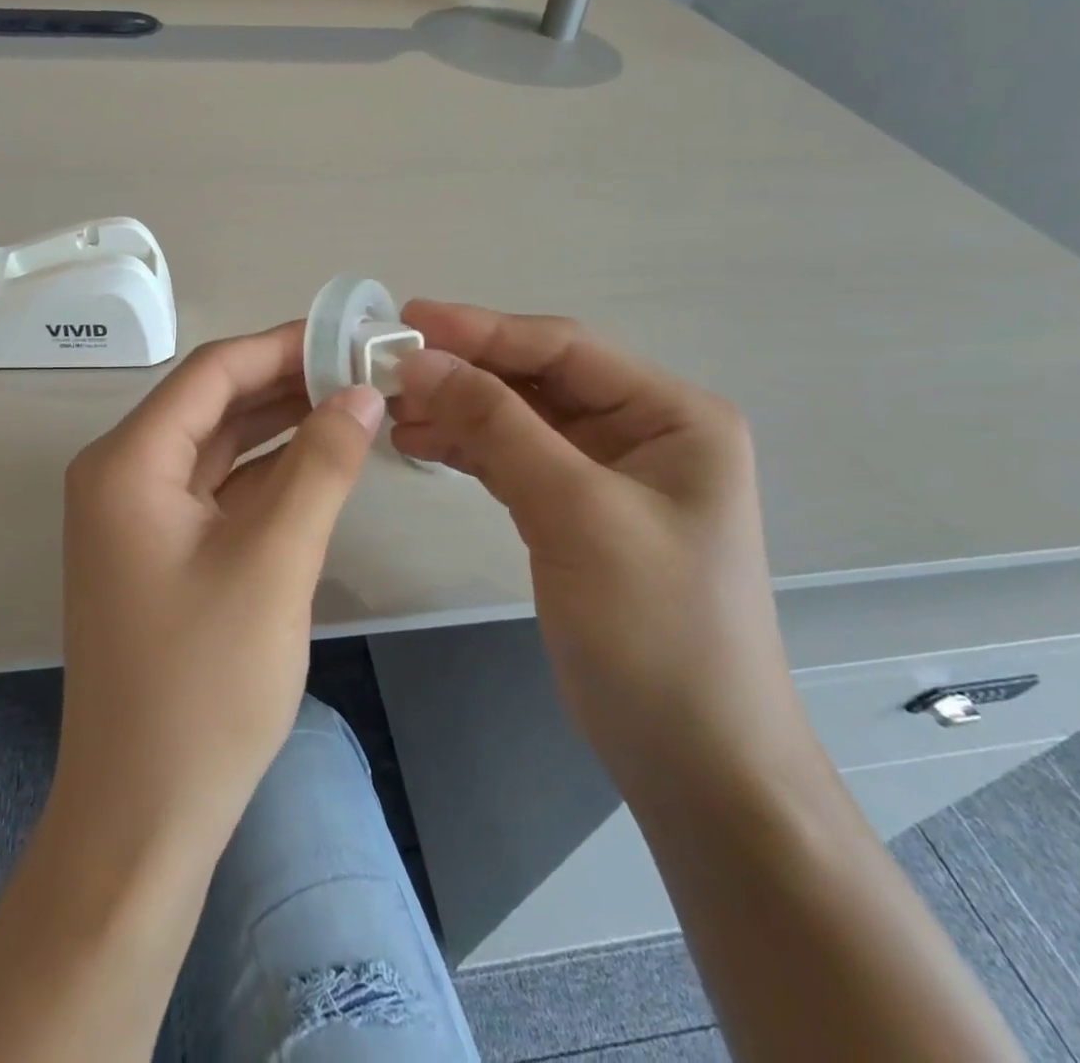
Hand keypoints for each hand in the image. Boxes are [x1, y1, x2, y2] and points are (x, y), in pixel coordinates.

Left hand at [55, 322, 382, 851]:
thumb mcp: (274, 561)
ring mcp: (138, 516)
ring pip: (219, 446)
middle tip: (364, 368)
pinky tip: (322, 460)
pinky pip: (219, 490)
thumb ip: (321, 465)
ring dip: (282, 425)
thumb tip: (362, 393)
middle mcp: (122, 475)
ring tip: (355, 403)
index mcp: (128, 462)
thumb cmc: (204, 684)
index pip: (211, 372)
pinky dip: (269, 473)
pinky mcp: (161, 551)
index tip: (350, 335)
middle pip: (213, 404)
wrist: (145, 811)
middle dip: (287, 382)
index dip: (282, 346)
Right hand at [390, 302, 807, 802]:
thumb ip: (499, 427)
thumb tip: (424, 361)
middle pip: (537, 380)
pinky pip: (512, 460)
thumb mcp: (576, 513)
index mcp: (671, 415)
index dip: (482, 330)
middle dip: (463, 372)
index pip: (563, 348)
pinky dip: (466, 450)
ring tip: (391, 410)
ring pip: (518, 419)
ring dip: (457, 411)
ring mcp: (606, 473)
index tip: (407, 320)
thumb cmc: (654, 628)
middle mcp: (642, 431)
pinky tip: (418, 445)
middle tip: (386, 369)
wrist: (693, 758)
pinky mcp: (573, 511)